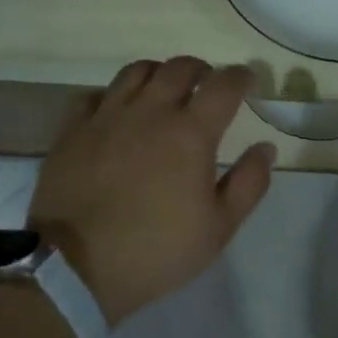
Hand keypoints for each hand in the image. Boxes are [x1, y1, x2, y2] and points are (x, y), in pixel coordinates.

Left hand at [29, 57, 275, 325]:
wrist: (75, 269)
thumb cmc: (157, 250)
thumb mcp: (219, 228)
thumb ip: (249, 183)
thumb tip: (266, 148)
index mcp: (191, 133)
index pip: (223, 85)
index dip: (240, 77)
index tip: (247, 80)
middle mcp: (150, 112)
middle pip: (179, 68)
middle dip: (201, 70)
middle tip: (207, 84)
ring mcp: (106, 117)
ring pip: (136, 71)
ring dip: (158, 73)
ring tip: (164, 89)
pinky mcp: (72, 131)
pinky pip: (93, 95)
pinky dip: (111, 96)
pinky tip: (115, 112)